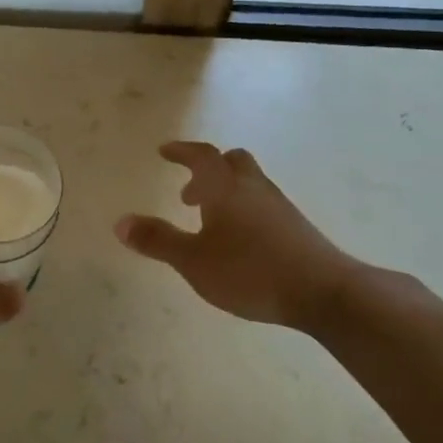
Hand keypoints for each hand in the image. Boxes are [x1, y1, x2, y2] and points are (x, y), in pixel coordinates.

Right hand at [116, 142, 356, 327]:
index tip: (165, 151)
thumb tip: (120, 222)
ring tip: (209, 222)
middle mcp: (253, 188)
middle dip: (207, 170)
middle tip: (188, 194)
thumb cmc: (250, 271)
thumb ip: (157, 241)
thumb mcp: (193, 261)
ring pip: (249, 183)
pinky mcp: (295, 226)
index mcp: (225, 188)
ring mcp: (279, 206)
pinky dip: (243, 209)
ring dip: (226, 191)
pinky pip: (262, 203)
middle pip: (232, 162)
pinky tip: (239, 241)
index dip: (181, 151)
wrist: (322, 291)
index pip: (201, 156)